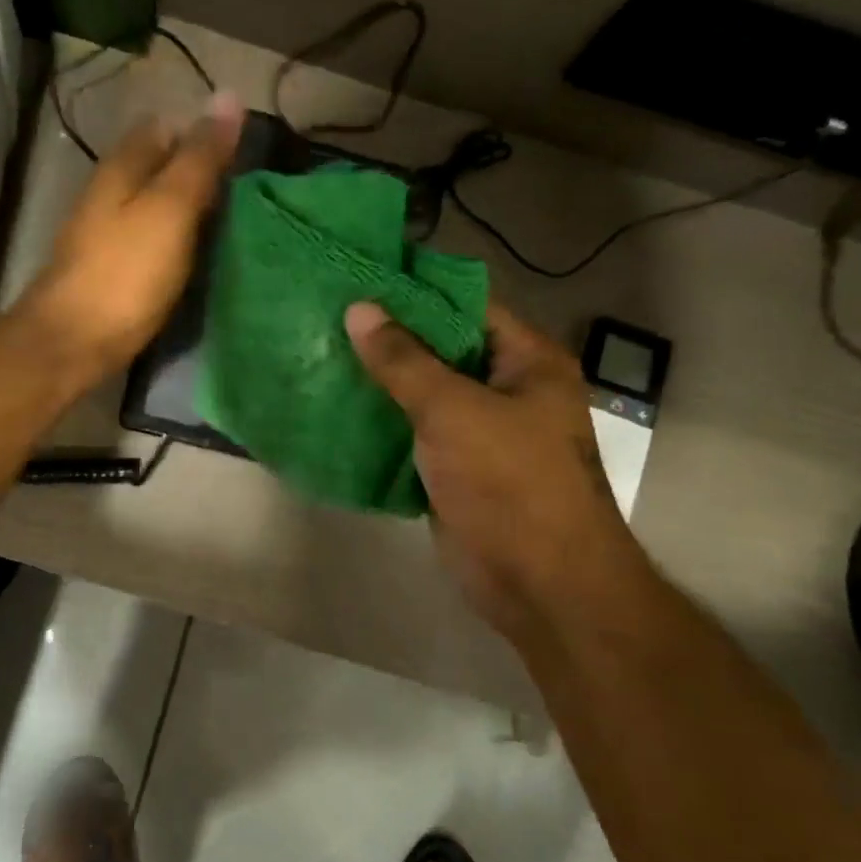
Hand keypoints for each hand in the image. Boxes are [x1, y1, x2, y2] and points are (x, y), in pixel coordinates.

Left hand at [13, 95, 243, 387]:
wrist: (74, 342)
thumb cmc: (126, 273)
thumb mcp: (170, 208)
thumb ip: (200, 158)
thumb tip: (229, 95)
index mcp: (122, 167)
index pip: (165, 128)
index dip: (203, 133)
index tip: (244, 156)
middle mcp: (110, 193)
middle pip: (160, 167)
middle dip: (200, 173)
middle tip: (249, 195)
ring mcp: (107, 234)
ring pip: (156, 206)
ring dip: (191, 210)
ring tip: (234, 226)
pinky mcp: (113, 271)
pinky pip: (153, 241)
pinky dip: (178, 242)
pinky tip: (200, 259)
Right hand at [345, 299, 649, 638]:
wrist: (539, 584)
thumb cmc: (509, 483)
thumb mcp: (453, 411)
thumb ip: (403, 361)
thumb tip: (359, 309)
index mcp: (525, 362)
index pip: (467, 305)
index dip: (415, 290)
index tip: (360, 277)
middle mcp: (507, 390)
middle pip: (441, 350)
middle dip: (388, 338)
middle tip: (328, 317)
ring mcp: (480, 433)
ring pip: (423, 395)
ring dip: (379, 383)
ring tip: (321, 356)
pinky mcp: (456, 470)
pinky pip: (413, 436)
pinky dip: (380, 425)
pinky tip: (335, 410)